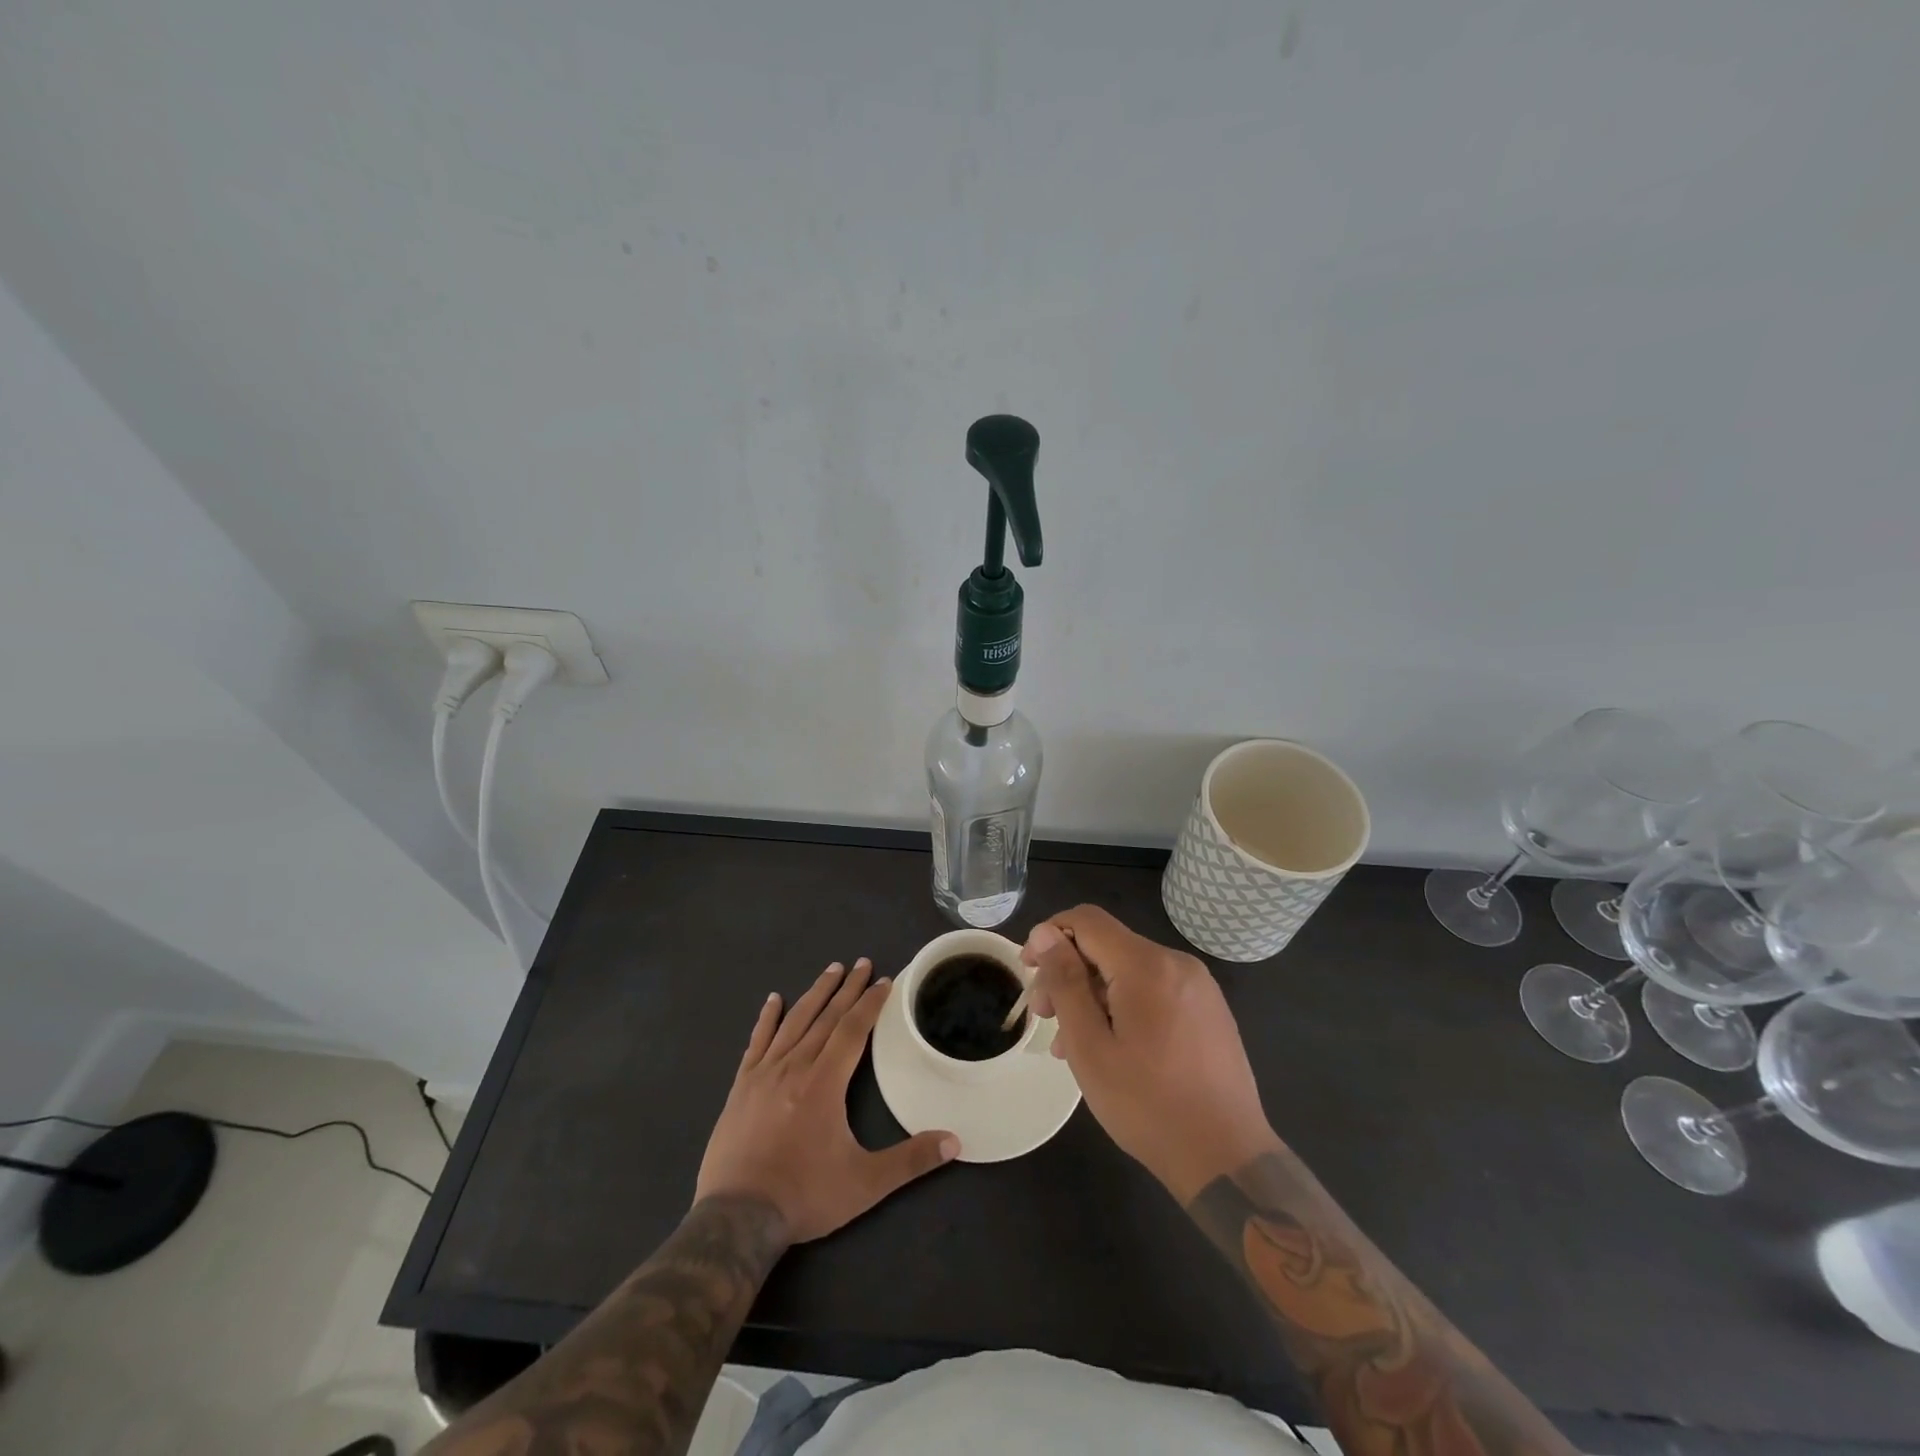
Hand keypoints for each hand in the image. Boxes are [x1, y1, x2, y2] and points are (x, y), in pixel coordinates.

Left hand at [696, 958, 958, 1242]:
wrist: (737, 1217)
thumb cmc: (804, 1195)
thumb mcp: (865, 1184)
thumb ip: (910, 1161)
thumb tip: (955, 1142)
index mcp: (825, 1082)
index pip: (853, 1030)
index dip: (871, 1003)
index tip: (885, 980)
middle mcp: (795, 1067)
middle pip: (826, 1017)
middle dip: (848, 989)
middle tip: (863, 963)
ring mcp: (764, 1074)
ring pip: (794, 1022)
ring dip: (815, 994)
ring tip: (831, 970)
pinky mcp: (741, 1087)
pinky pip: (757, 1042)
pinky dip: (767, 1018)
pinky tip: (773, 1000)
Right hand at [1024, 907, 1279, 1202]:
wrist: (1227, 1159)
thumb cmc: (1147, 1105)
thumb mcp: (1089, 1046)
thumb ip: (1065, 982)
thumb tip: (1044, 933)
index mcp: (1147, 965)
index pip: (1086, 920)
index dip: (1049, 936)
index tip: (1028, 971)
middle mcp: (1176, 962)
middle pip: (1107, 945)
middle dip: (1069, 971)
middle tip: (1044, 1017)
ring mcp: (1198, 986)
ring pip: (1129, 970)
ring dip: (1093, 993)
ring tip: (1070, 1041)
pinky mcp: (1208, 1009)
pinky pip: (1154, 989)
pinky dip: (1123, 1004)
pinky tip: (1110, 1045)